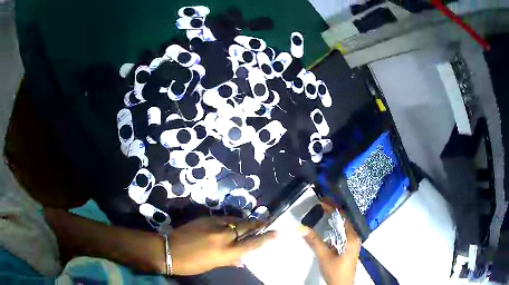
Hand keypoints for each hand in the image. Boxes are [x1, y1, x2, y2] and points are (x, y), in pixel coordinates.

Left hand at [169, 216, 276, 275]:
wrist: (168, 250)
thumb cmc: (191, 264)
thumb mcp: (212, 265)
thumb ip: (229, 260)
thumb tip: (241, 260)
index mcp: (226, 252)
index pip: (252, 244)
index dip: (265, 238)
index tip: (276, 232)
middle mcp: (223, 237)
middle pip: (246, 227)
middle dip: (258, 224)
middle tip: (266, 222)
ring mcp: (214, 225)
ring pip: (235, 220)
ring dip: (244, 222)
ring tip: (251, 222)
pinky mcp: (205, 218)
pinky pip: (223, 218)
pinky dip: (230, 221)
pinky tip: (231, 222)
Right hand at [299, 204, 360, 284]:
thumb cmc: (336, 271)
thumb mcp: (324, 256)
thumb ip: (314, 241)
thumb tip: (300, 227)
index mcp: (352, 237)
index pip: (344, 217)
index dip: (333, 207)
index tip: (321, 201)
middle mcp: (354, 238)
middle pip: (344, 220)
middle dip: (333, 211)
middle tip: (320, 204)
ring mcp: (352, 243)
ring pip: (343, 227)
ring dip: (333, 219)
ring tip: (323, 211)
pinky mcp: (348, 248)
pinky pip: (342, 233)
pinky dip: (334, 227)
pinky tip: (326, 227)